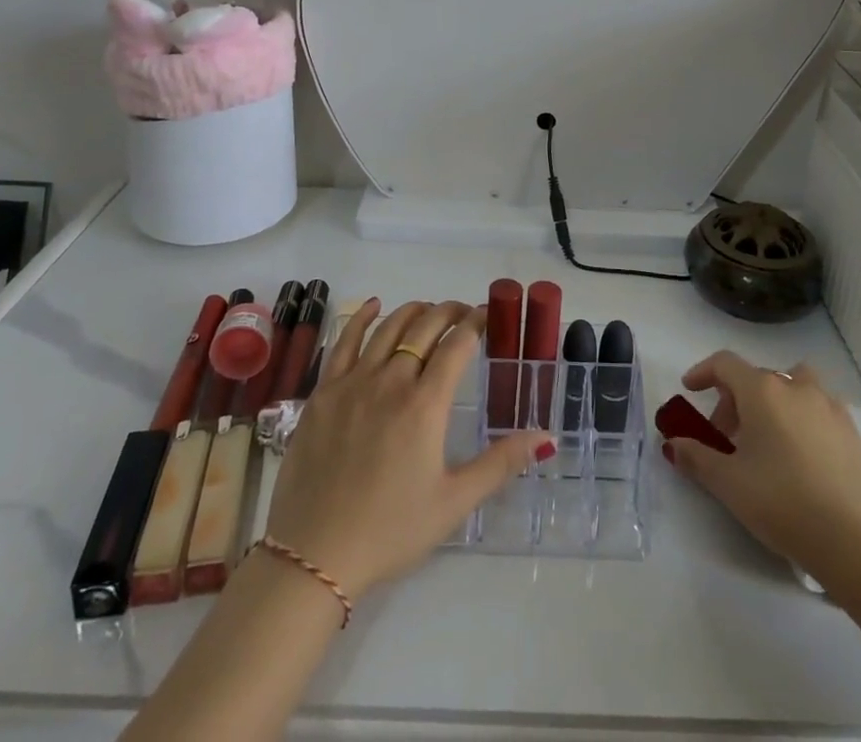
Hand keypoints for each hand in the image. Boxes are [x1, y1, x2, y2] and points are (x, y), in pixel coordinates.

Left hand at [262, 298, 550, 601]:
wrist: (314, 555)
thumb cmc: (391, 531)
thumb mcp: (454, 503)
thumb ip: (500, 463)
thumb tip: (546, 436)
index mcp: (425, 405)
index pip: (456, 346)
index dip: (474, 324)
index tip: (486, 316)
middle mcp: (390, 382)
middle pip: (424, 329)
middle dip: (448, 313)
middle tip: (462, 312)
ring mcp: (352, 383)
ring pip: (388, 329)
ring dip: (413, 312)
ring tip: (428, 310)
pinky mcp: (323, 393)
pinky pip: (345, 341)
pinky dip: (363, 318)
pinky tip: (375, 306)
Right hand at [664, 351, 860, 605]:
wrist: (860, 545)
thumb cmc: (784, 504)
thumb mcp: (728, 484)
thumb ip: (696, 457)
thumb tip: (673, 443)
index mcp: (762, 390)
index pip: (724, 363)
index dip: (703, 372)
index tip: (690, 390)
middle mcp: (796, 387)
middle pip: (756, 378)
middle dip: (734, 400)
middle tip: (724, 438)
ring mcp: (830, 408)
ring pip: (793, 387)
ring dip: (773, 402)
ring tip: (767, 439)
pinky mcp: (854, 434)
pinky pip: (818, 410)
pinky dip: (802, 419)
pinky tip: (800, 458)